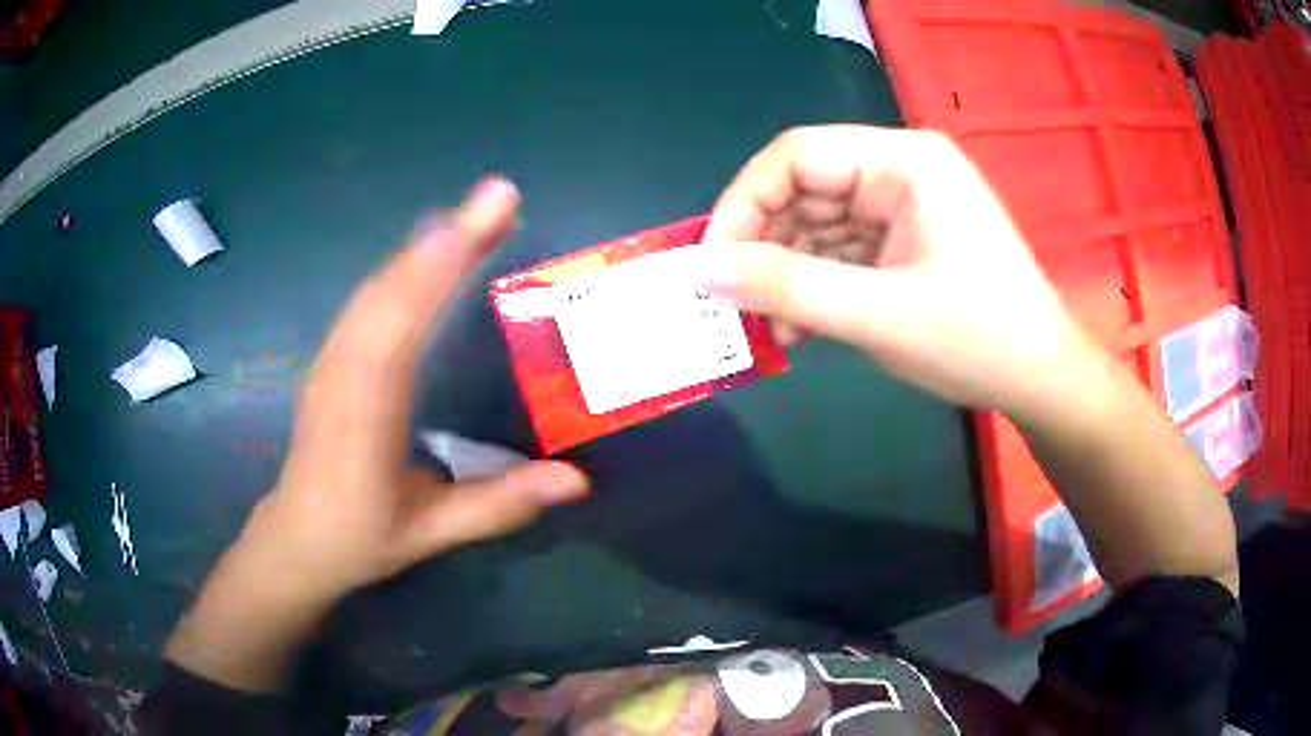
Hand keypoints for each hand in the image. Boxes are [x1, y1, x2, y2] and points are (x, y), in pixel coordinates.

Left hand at [241, 177, 589, 600]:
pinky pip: (369, 299)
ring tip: (480, 214)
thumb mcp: (428, 533)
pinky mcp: (332, 356)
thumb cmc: (358, 539)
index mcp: (362, 416)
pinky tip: (433, 249)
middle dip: (446, 238)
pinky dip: (406, 265)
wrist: (296, 539)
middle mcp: (341, 373)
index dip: (435, 271)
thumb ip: (497, 506)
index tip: (476, 222)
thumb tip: (576, 481)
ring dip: (427, 244)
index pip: (397, 329)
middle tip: (501, 198)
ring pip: (378, 287)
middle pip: (390, 290)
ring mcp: (331, 359)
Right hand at [701, 125, 1097, 416]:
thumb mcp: (880, 316)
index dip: (744, 203)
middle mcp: (900, 170)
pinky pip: (840, 250)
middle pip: (805, 188)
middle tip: (737, 305)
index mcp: (904, 162)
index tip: (713, 264)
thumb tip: (702, 271)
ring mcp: (903, 205)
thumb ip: (789, 287)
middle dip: (765, 247)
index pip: (798, 155)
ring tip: (773, 328)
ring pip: (817, 223)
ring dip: (788, 274)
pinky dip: (814, 286)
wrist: (1040, 379)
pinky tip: (802, 328)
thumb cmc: (978, 340)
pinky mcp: (903, 239)